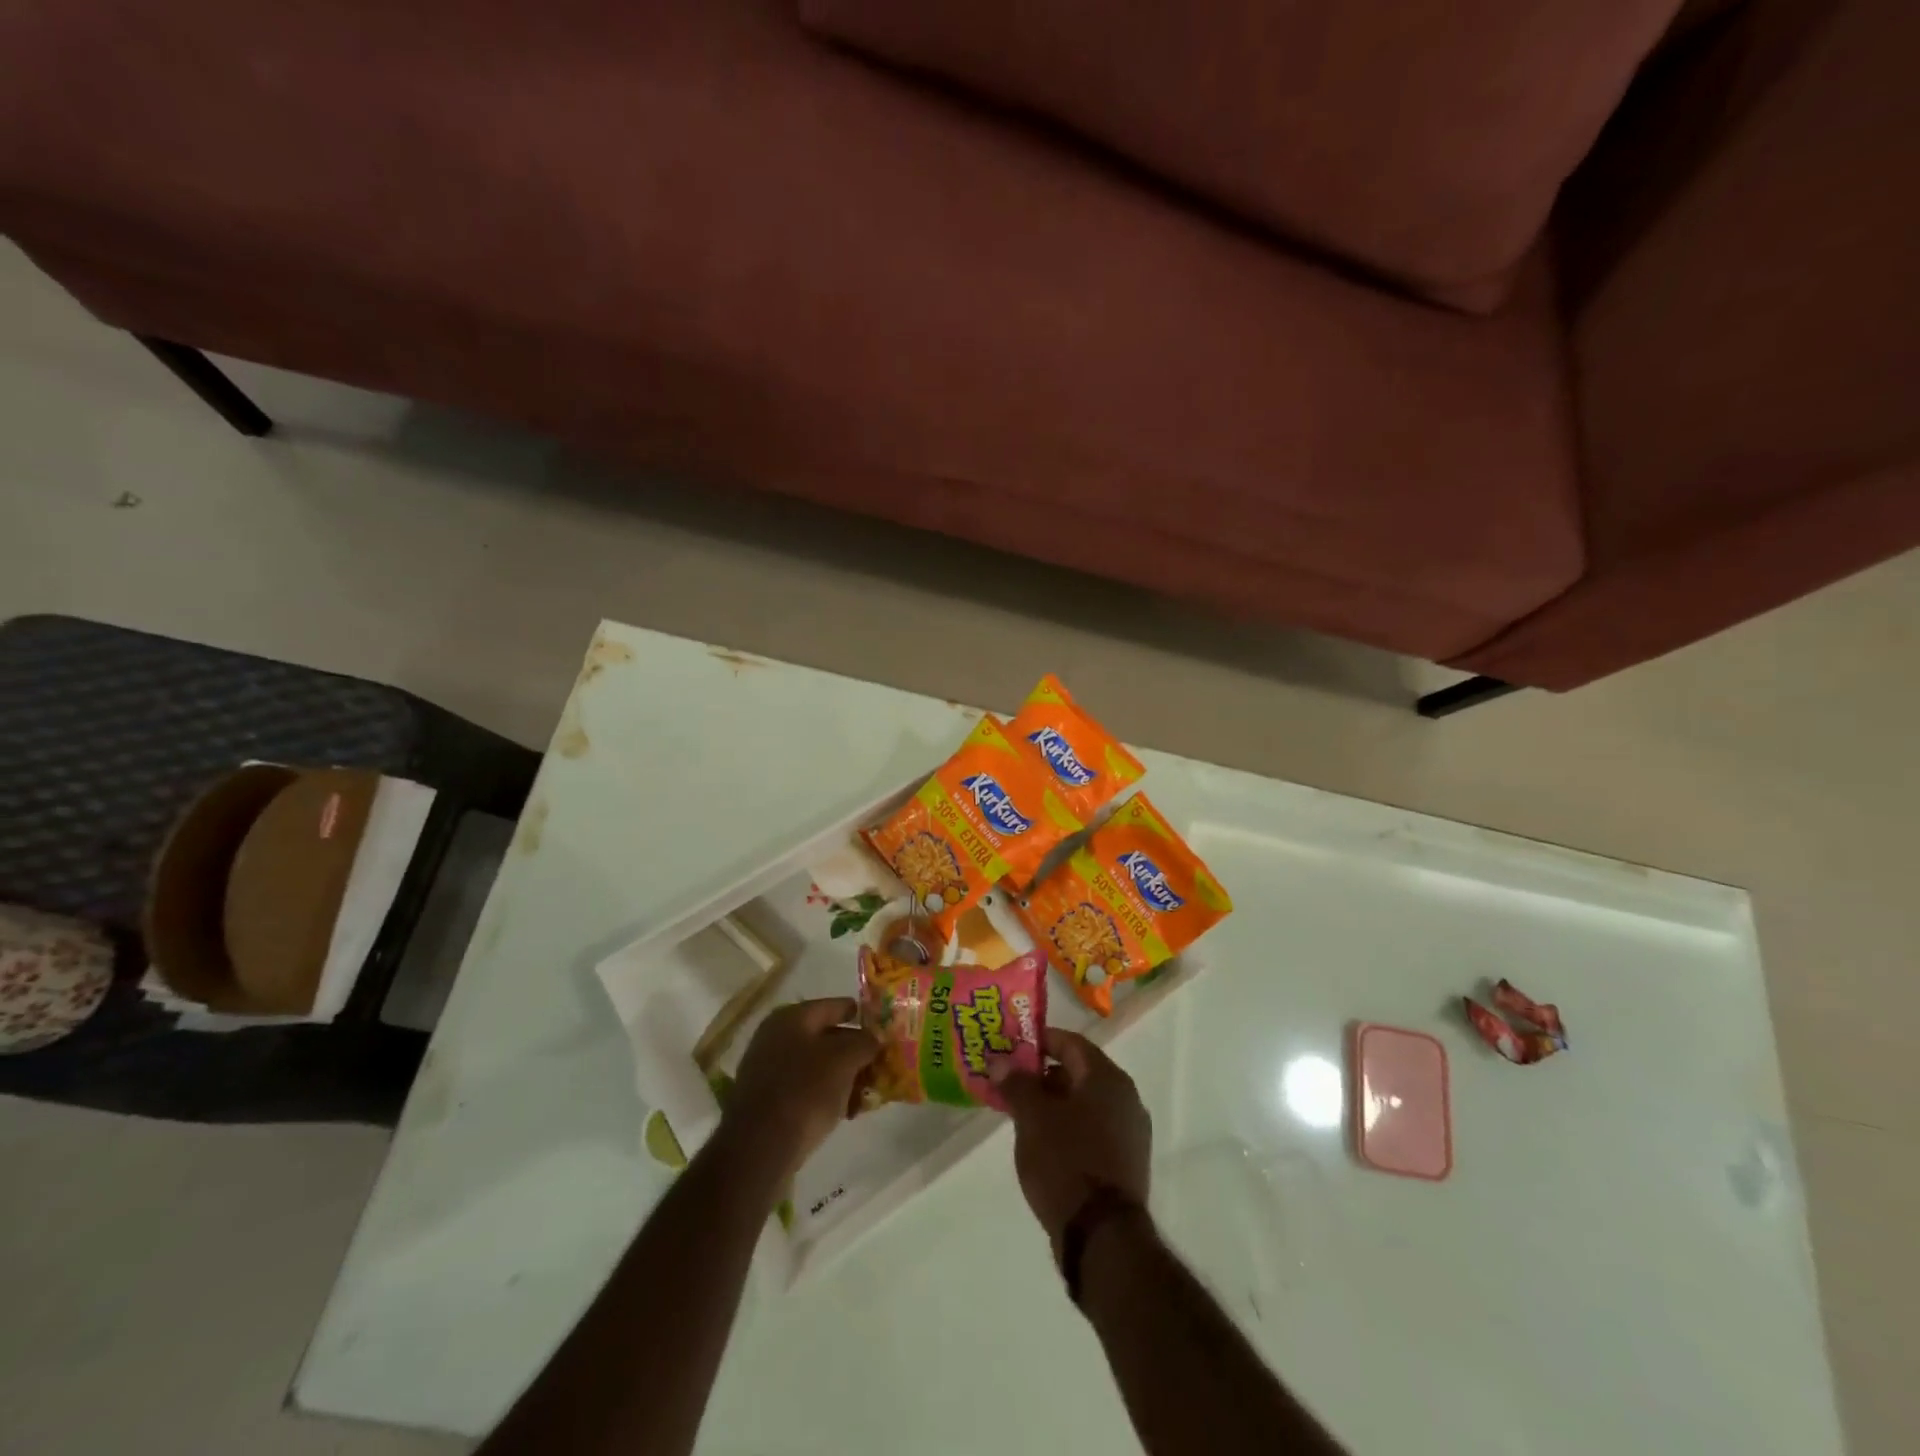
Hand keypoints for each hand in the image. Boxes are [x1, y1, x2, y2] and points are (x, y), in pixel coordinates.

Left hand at [722, 998, 877, 1179]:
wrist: (759, 1148)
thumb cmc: (805, 1091)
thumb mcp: (845, 1060)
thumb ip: (865, 1042)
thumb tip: (873, 1037)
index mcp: (792, 1017)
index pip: (834, 1006)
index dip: (860, 1015)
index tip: (882, 1028)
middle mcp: (775, 1036)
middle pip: (825, 1037)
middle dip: (854, 1051)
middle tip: (878, 1065)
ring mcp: (767, 1069)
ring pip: (816, 1065)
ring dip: (842, 1076)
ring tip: (864, 1094)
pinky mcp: (766, 1100)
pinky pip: (804, 1088)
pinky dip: (825, 1095)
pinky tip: (844, 1112)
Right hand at [994, 1029, 1150, 1254]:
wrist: (1103, 1236)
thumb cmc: (1066, 1162)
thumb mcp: (1032, 1118)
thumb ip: (1016, 1083)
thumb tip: (1001, 1061)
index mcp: (1107, 1078)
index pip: (1071, 1043)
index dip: (1040, 1041)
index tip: (1012, 1049)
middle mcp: (1126, 1098)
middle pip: (1079, 1072)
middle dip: (1044, 1075)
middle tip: (1012, 1083)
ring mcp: (1130, 1132)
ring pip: (1086, 1103)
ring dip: (1055, 1103)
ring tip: (1022, 1115)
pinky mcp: (1127, 1162)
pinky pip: (1093, 1129)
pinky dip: (1069, 1127)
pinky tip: (1045, 1143)